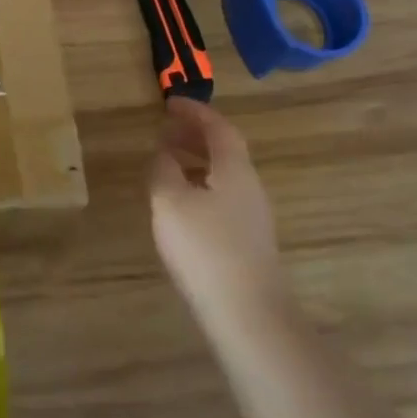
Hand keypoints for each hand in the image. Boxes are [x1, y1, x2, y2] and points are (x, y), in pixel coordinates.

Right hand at [149, 98, 287, 344]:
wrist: (249, 315)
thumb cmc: (206, 249)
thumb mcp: (170, 202)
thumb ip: (163, 170)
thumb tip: (164, 154)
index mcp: (234, 169)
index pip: (218, 127)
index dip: (194, 111)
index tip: (170, 102)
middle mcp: (249, 186)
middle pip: (225, 149)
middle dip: (195, 135)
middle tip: (165, 130)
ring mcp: (253, 216)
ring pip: (224, 174)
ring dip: (197, 160)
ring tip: (167, 162)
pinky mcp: (248, 241)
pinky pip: (223, 195)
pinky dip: (201, 184)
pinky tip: (182, 203)